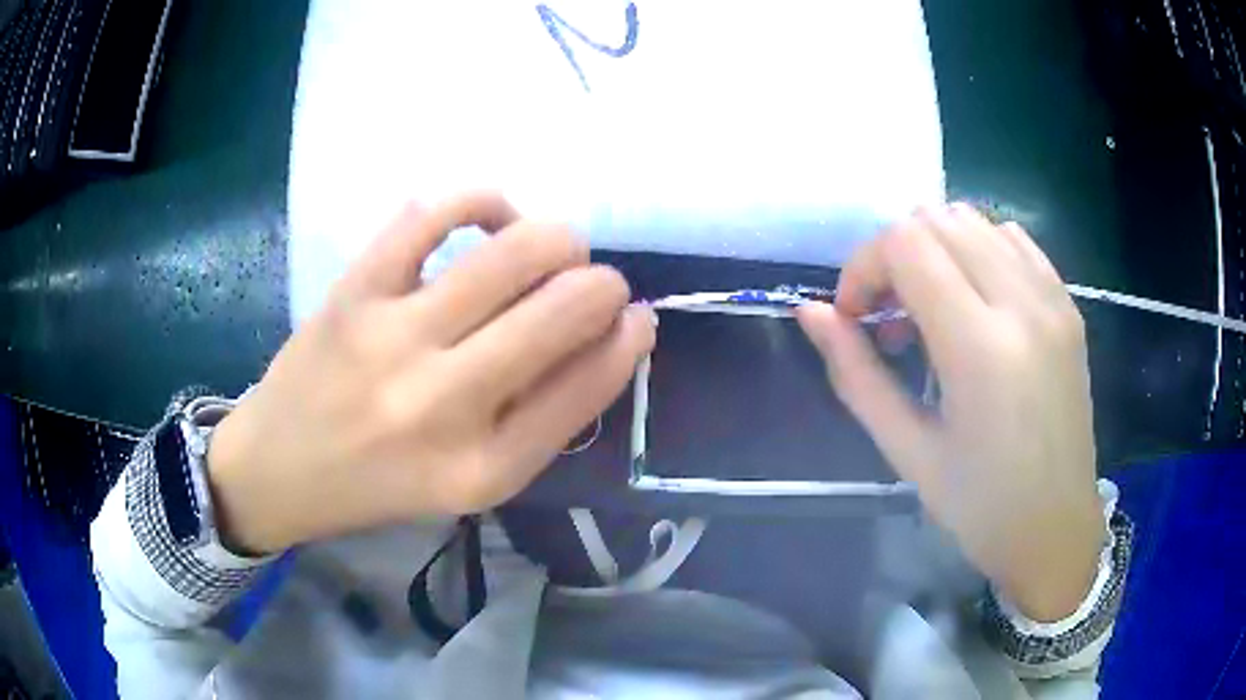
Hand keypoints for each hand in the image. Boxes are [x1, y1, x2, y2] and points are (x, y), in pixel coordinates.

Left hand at [208, 194, 655, 553]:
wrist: (279, 469)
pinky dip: (479, 199)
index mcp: (483, 469)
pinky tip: (493, 215)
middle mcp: (443, 406)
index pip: (588, 387)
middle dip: (603, 284)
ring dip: (559, 239)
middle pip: (563, 311)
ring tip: (554, 249)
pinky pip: (429, 214)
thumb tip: (608, 336)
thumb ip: (540, 420)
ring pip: (513, 253)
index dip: (628, 341)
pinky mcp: (354, 292)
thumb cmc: (379, 484)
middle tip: (595, 283)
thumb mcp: (471, 482)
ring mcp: (392, 339)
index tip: (636, 318)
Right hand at [797, 203, 1103, 621]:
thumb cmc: (980, 507)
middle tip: (890, 319)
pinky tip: (975, 303)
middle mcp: (1022, 304)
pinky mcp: (1068, 304)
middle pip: (937, 220)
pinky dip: (978, 251)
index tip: (856, 318)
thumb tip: (811, 312)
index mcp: (980, 348)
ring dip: (936, 250)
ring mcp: (1052, 298)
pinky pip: (1012, 240)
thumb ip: (856, 374)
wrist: (1057, 529)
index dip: (864, 267)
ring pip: (974, 220)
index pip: (906, 244)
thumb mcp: (907, 452)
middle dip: (895, 256)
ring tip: (932, 311)